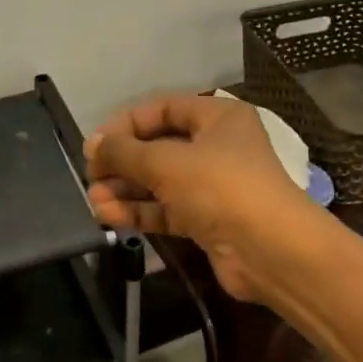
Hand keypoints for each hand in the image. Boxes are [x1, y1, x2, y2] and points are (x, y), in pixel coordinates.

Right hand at [85, 93, 316, 304]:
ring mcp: (212, 185)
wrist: (271, 252)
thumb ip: (125, 152)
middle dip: (123, 162)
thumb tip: (91, 143)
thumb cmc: (221, 187)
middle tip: (91, 176)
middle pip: (159, 146)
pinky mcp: (207, 220)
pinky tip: (110, 216)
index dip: (127, 123)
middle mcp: (216, 146)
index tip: (96, 143)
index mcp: (217, 117)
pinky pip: (166, 209)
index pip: (162, 109)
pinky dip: (140, 211)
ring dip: (127, 190)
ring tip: (94, 202)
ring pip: (160, 181)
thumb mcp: (167, 162)